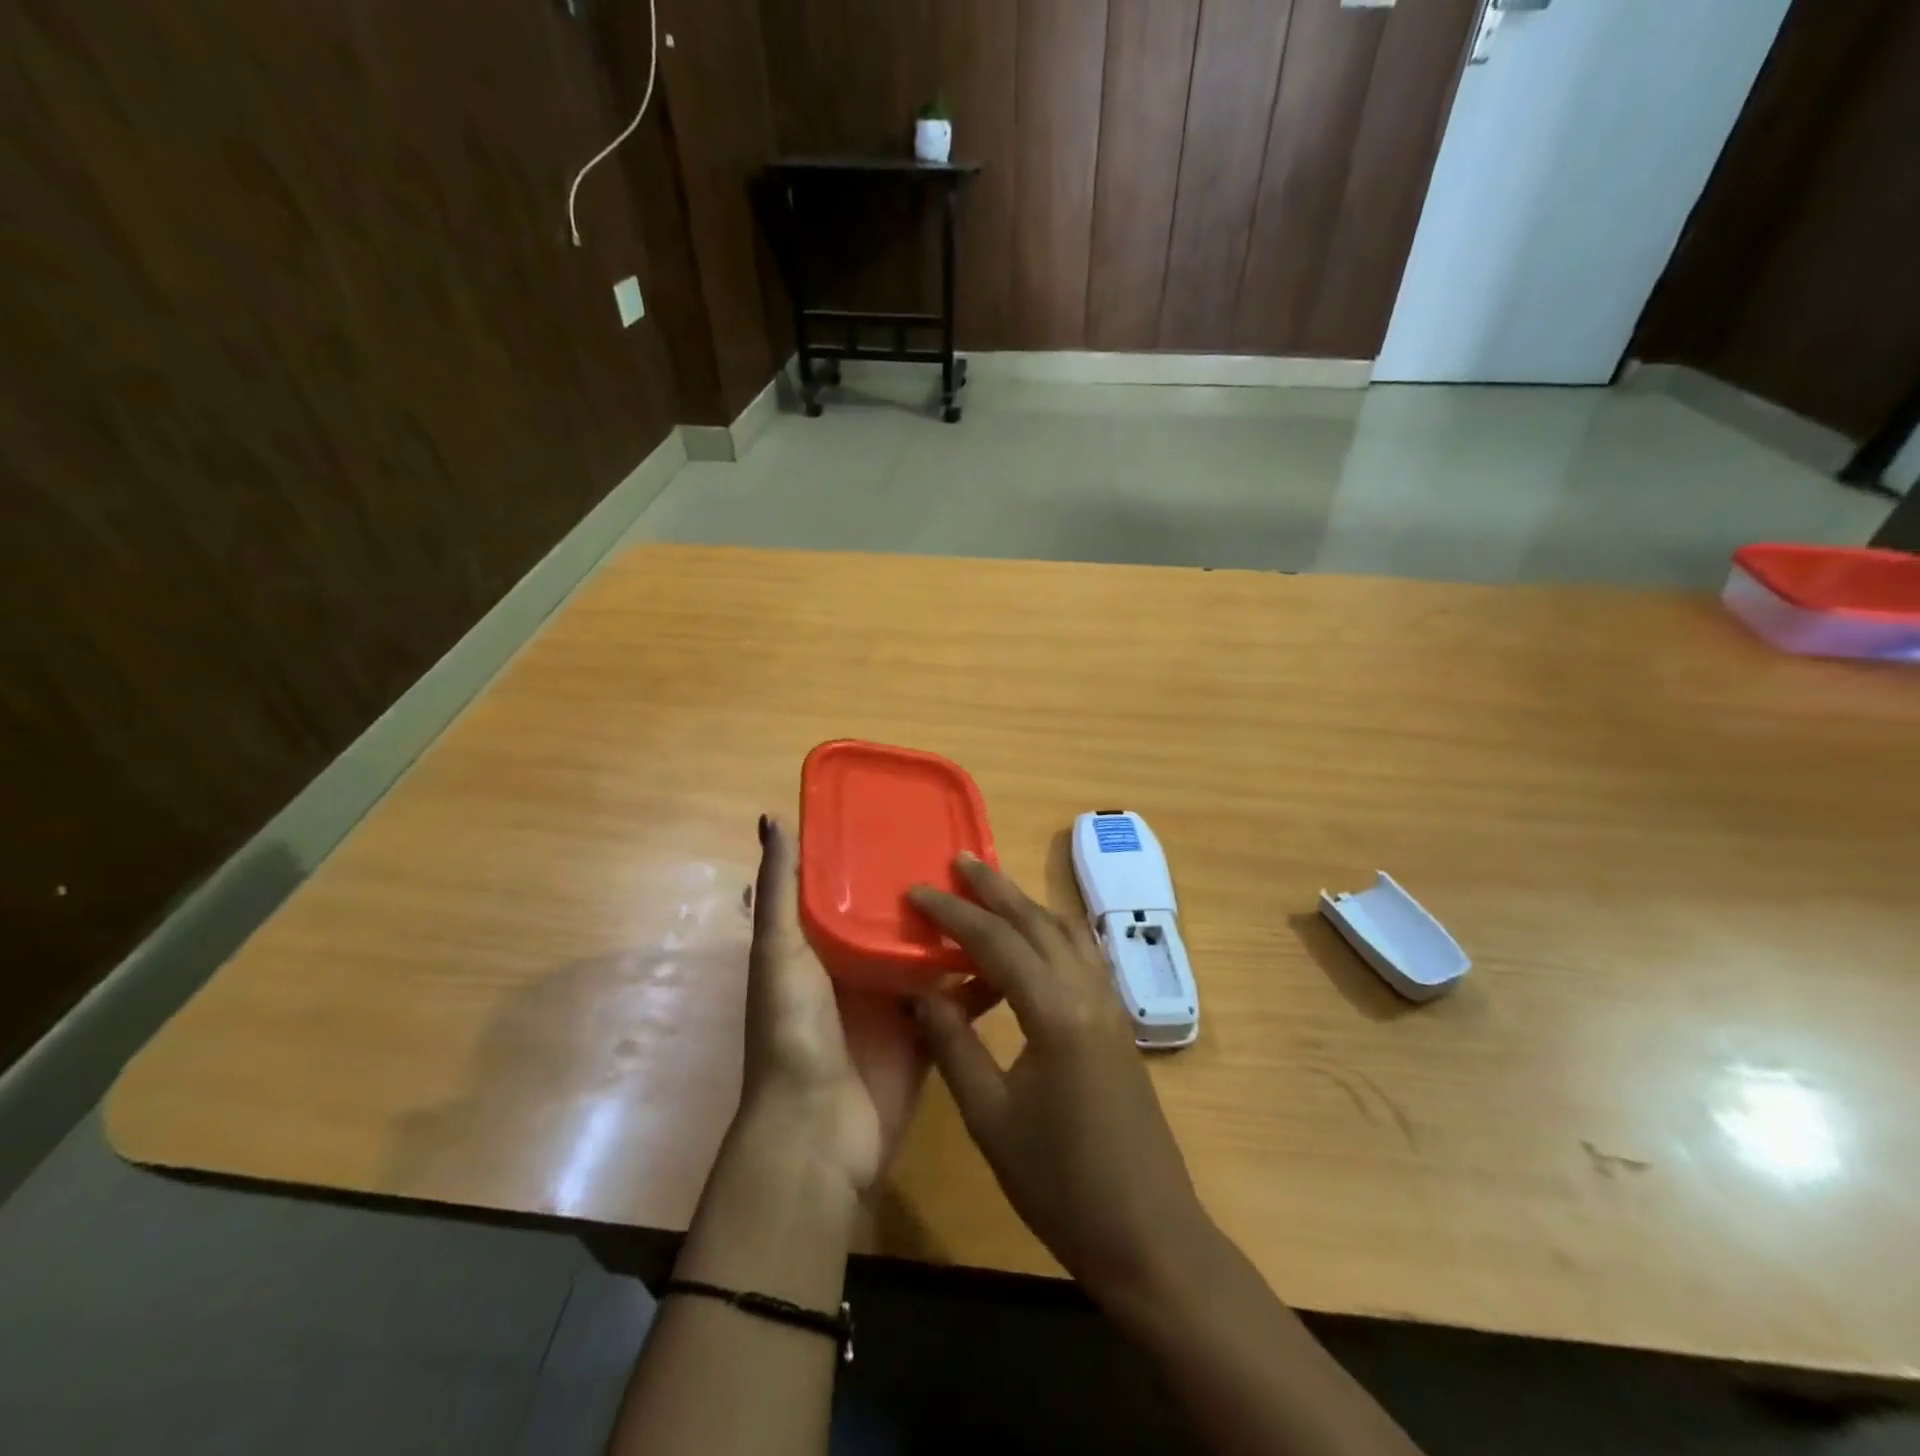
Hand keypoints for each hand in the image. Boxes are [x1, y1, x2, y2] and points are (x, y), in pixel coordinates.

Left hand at [741, 815, 996, 1195]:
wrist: (819, 1131)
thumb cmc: (795, 1031)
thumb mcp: (779, 952)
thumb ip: (780, 891)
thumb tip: (772, 816)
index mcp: (823, 946)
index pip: (854, 888)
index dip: (879, 856)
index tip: (915, 818)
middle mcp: (861, 969)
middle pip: (900, 920)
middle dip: (930, 891)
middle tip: (973, 853)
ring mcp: (897, 1004)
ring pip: (934, 956)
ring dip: (962, 931)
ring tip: (1001, 893)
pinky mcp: (929, 1035)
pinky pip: (960, 1000)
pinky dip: (984, 980)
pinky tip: (1018, 953)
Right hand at [909, 855, 1209, 1309]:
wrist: (1147, 1234)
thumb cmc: (1061, 1183)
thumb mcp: (990, 1117)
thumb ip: (954, 1045)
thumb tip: (922, 990)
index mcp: (1056, 1012)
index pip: (996, 941)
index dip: (953, 913)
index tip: (917, 891)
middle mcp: (1088, 993)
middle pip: (1038, 921)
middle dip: (995, 888)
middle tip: (959, 861)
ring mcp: (1110, 1006)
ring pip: (1066, 933)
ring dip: (1026, 907)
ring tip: (989, 893)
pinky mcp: (1117, 1024)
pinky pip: (1081, 957)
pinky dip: (1050, 935)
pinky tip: (1030, 947)